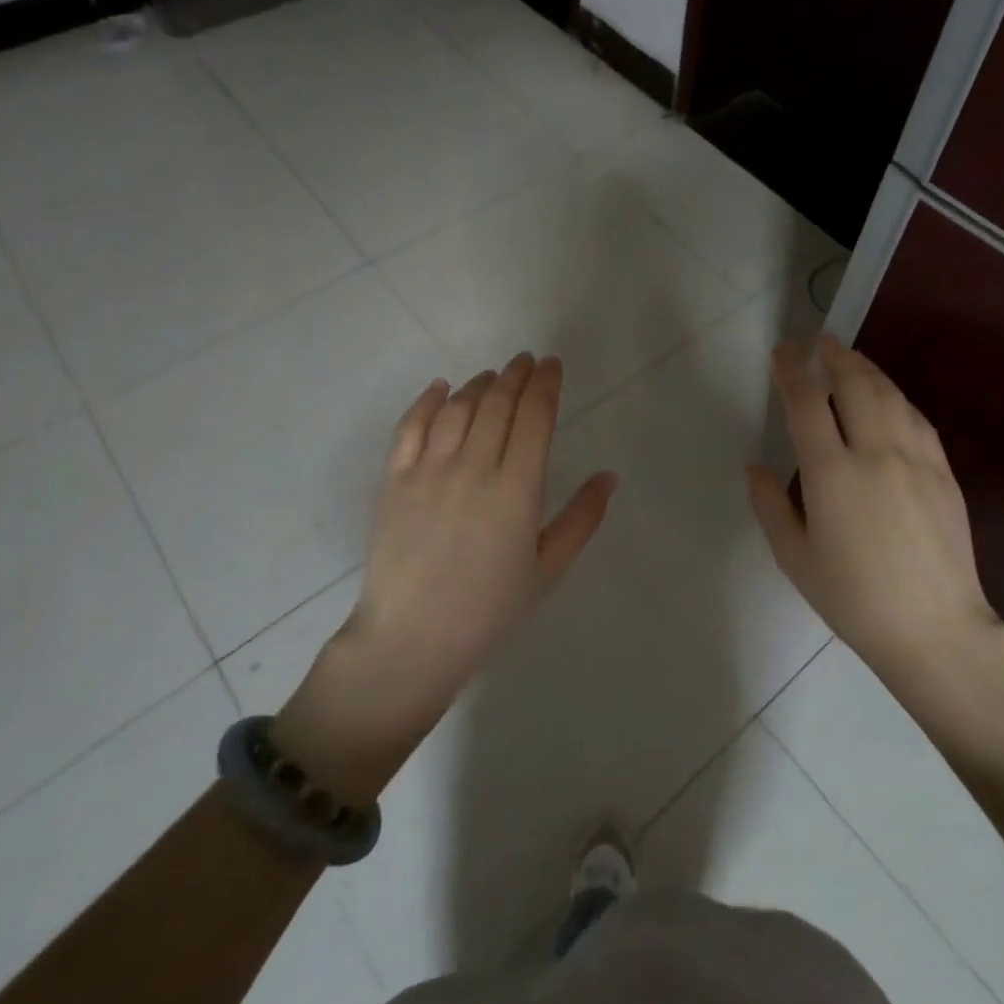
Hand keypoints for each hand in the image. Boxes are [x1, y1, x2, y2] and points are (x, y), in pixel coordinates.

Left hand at [275, 354, 615, 798]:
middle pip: (498, 403)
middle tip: (527, 361)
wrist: (411, 641)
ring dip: (479, 384)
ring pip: (458, 408)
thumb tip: (608, 476)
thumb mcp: (548, 569)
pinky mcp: (395, 480)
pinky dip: (428, 401)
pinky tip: (441, 387)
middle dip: (516, 375)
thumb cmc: (489, 611)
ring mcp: (429, 471)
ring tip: (493, 375)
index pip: (534, 417)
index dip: (545, 384)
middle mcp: (473, 468)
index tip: (552, 365)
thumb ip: (581, 518)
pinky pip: (411, 427)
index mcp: (517, 490)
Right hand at [746, 336, 1003, 703]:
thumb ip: (770, 505)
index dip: (792, 371)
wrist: (936, 630)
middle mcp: (876, 453)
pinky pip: (917, 419)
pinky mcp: (944, 473)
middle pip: (856, 385)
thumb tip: (755, 466)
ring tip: (851, 359)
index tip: (782, 353)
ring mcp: (916, 460)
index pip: (807, 403)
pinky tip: (890, 398)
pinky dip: (897, 398)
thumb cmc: (854, 599)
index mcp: (833, 473)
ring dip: (868, 369)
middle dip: (835, 356)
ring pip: (891, 395)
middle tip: (820, 341)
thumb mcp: (795, 558)